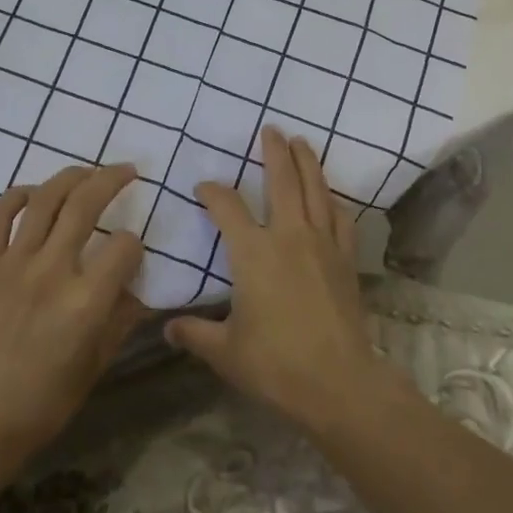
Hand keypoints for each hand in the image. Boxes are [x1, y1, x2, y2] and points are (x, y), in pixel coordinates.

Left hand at [0, 164, 148, 472]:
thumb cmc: (47, 399)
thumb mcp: (99, 362)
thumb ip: (123, 317)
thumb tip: (140, 284)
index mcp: (85, 302)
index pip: (124, 246)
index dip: (135, 243)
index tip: (133, 249)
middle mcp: (51, 272)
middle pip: (86, 204)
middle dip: (112, 179)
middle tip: (128, 170)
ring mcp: (12, 264)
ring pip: (45, 199)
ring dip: (72, 176)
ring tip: (88, 172)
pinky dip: (17, 195)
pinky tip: (35, 193)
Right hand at [165, 127, 385, 431]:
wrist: (338, 382)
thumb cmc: (275, 363)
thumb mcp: (225, 352)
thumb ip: (194, 334)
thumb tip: (167, 328)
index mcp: (253, 253)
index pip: (226, 208)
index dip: (212, 192)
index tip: (203, 188)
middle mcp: (288, 236)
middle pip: (282, 181)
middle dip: (274, 152)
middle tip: (271, 129)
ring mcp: (322, 245)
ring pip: (316, 191)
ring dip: (307, 163)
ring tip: (301, 142)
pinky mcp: (346, 260)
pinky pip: (341, 219)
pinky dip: (334, 201)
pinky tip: (331, 196)